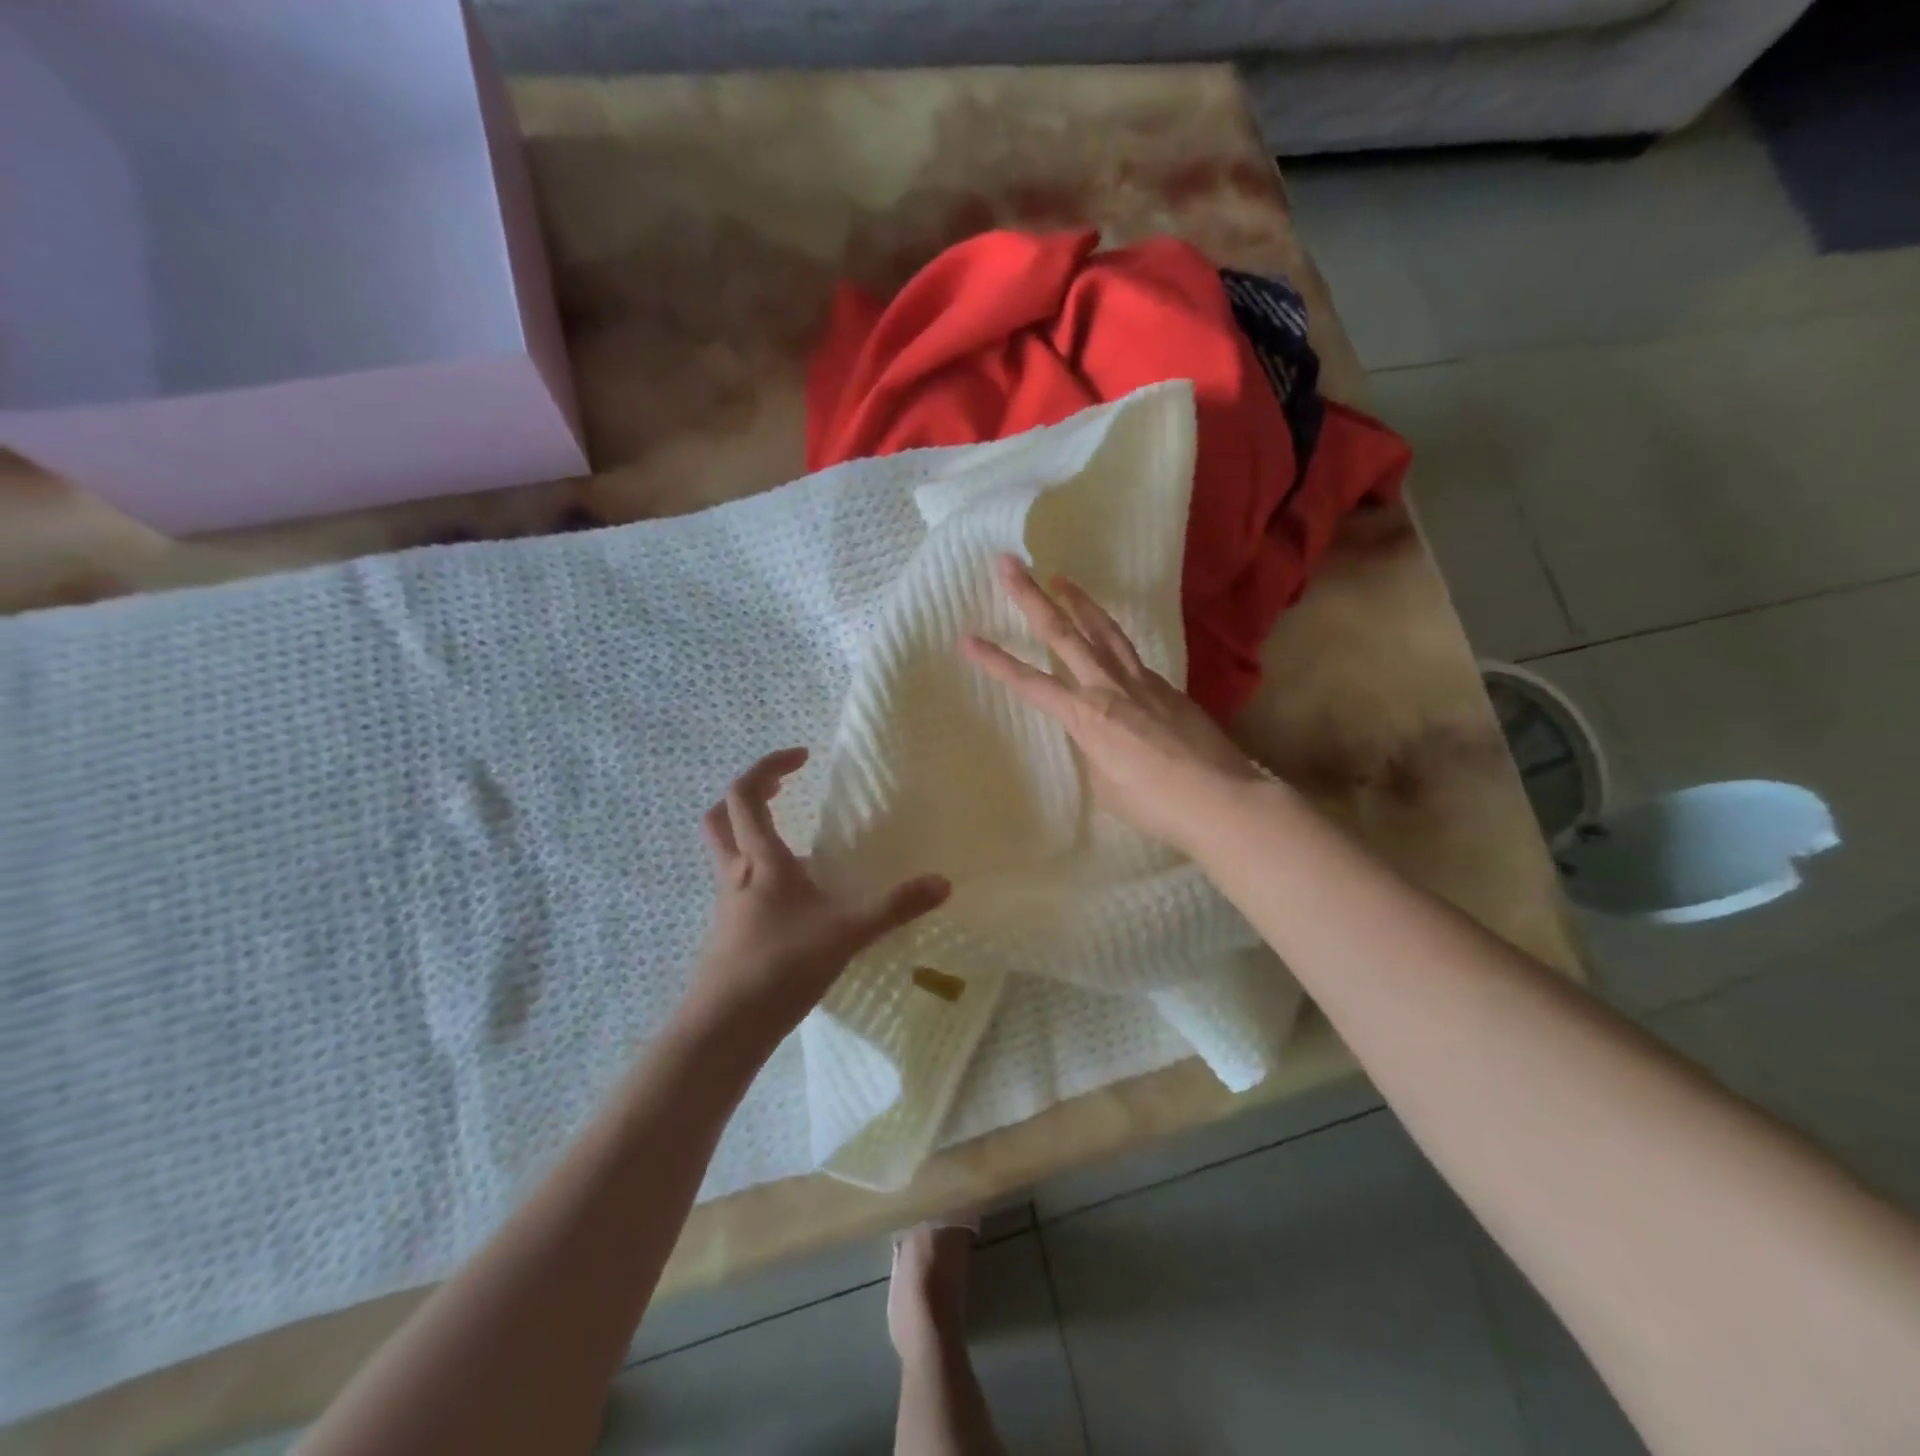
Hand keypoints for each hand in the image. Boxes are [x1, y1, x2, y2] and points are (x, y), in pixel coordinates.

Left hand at [688, 748, 950, 1036]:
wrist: (723, 1028)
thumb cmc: (780, 967)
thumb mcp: (846, 933)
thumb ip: (894, 907)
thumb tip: (943, 882)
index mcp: (761, 860)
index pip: (745, 794)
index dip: (768, 767)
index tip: (802, 758)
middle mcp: (737, 873)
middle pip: (722, 815)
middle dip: (748, 793)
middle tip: (781, 789)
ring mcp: (728, 903)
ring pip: (725, 849)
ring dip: (749, 830)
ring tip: (791, 838)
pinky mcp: (728, 929)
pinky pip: (737, 882)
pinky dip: (758, 869)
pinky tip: (792, 895)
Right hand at [960, 554, 1263, 853]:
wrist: (1221, 799)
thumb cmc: (1154, 804)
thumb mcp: (1105, 784)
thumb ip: (1094, 749)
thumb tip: (1099, 734)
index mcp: (1086, 715)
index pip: (1030, 683)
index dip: (995, 661)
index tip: (967, 638)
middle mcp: (1109, 687)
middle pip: (1064, 632)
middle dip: (1031, 597)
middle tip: (1010, 564)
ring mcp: (1143, 681)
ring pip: (1104, 631)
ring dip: (1079, 601)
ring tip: (1061, 577)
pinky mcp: (1168, 687)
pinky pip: (1132, 655)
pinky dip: (1112, 640)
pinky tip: (1108, 643)